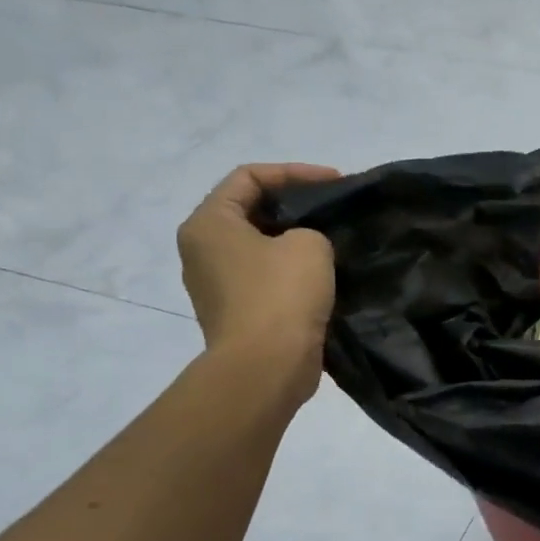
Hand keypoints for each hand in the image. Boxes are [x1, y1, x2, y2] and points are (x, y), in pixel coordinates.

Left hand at [177, 163, 339, 400]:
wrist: (267, 367)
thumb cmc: (281, 296)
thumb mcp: (309, 245)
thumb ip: (311, 230)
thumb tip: (306, 246)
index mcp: (209, 223)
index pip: (249, 177)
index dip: (295, 173)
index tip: (337, 183)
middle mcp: (202, 250)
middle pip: (251, 211)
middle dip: (296, 207)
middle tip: (335, 210)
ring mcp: (217, 285)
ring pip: (261, 247)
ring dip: (296, 241)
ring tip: (335, 241)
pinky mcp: (237, 313)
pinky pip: (267, 279)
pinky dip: (293, 272)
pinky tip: (325, 276)